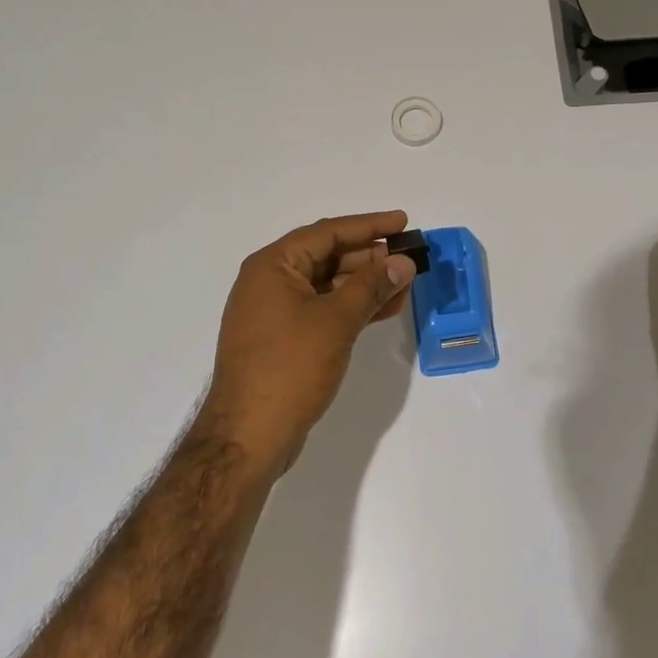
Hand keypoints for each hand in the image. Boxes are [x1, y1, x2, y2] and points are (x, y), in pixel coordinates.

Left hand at [198, 211, 416, 476]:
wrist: (248, 436)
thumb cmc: (290, 367)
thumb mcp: (336, 321)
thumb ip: (371, 286)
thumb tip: (403, 262)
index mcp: (273, 266)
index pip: (327, 232)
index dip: (369, 225)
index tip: (403, 222)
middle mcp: (270, 282)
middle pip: (327, 257)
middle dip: (370, 258)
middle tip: (409, 259)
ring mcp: (275, 313)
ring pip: (328, 286)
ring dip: (366, 285)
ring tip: (405, 285)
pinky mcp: (284, 340)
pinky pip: (323, 310)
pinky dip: (352, 308)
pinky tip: (384, 309)